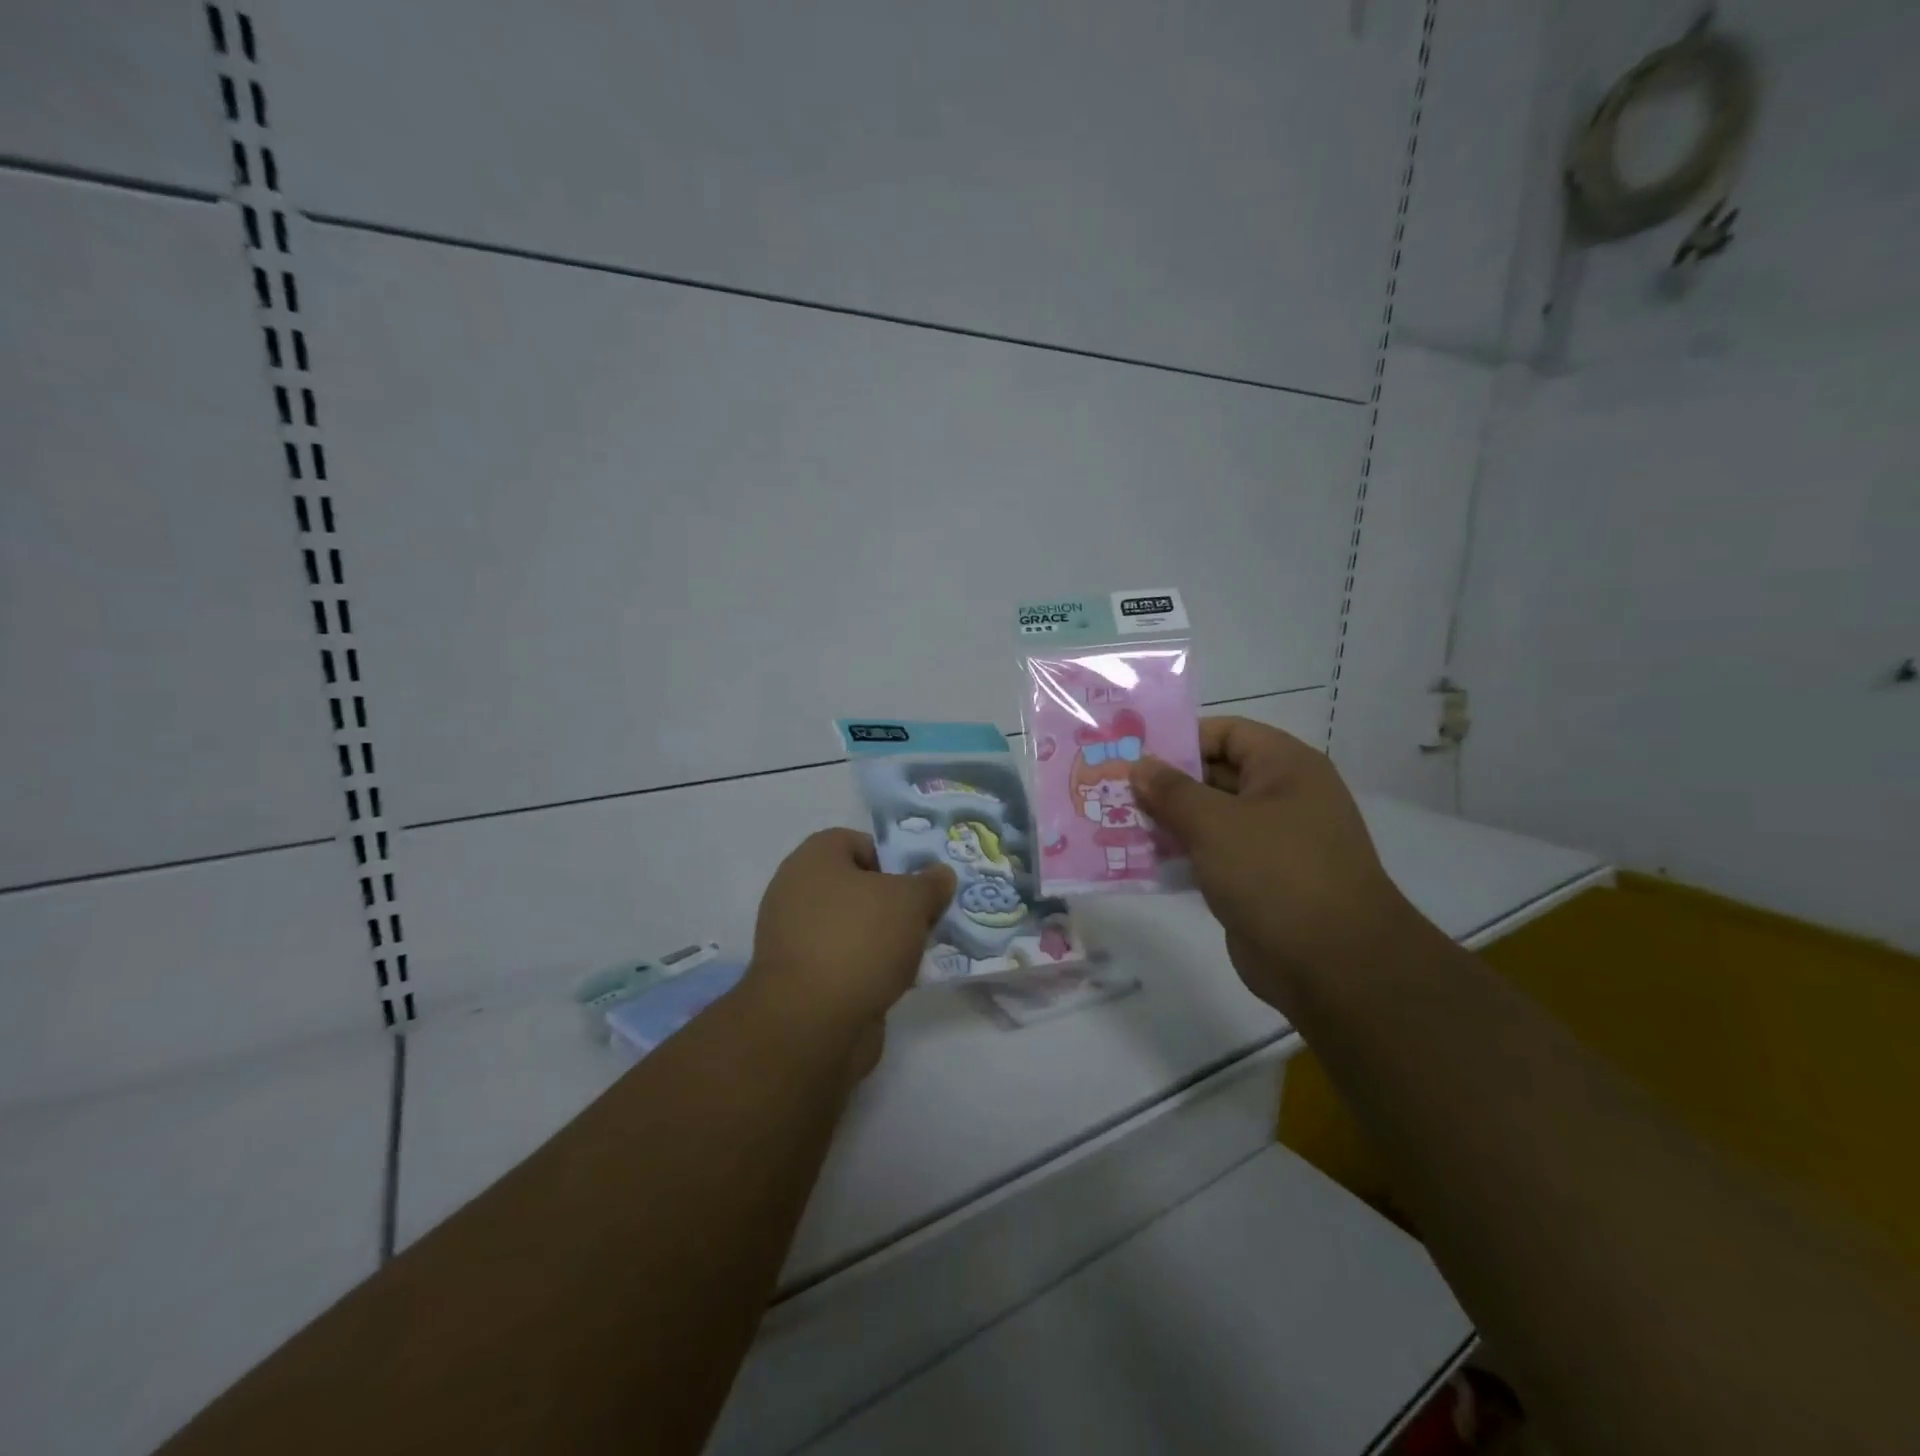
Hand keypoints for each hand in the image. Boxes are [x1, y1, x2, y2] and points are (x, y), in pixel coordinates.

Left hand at [747, 828, 956, 1036]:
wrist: (812, 1023)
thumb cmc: (860, 940)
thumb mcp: (911, 901)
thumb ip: (930, 883)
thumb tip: (940, 874)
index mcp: (813, 859)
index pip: (856, 842)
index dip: (892, 857)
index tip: (919, 883)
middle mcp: (796, 892)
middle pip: (856, 886)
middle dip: (893, 901)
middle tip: (926, 917)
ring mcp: (794, 937)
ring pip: (852, 926)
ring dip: (885, 937)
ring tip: (919, 952)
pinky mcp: (800, 978)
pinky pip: (843, 960)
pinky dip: (868, 967)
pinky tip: (897, 981)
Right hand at [1129, 717, 1418, 1010]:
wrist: (1332, 965)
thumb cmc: (1275, 873)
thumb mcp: (1214, 823)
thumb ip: (1171, 791)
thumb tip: (1140, 766)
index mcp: (1285, 767)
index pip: (1226, 733)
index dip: (1180, 738)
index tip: (1133, 753)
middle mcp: (1282, 797)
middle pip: (1214, 775)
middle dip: (1165, 782)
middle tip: (1112, 788)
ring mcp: (1272, 842)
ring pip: (1210, 818)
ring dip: (1167, 820)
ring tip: (1115, 821)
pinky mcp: (1259, 880)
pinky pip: (1213, 854)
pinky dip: (1181, 854)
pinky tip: (1140, 859)